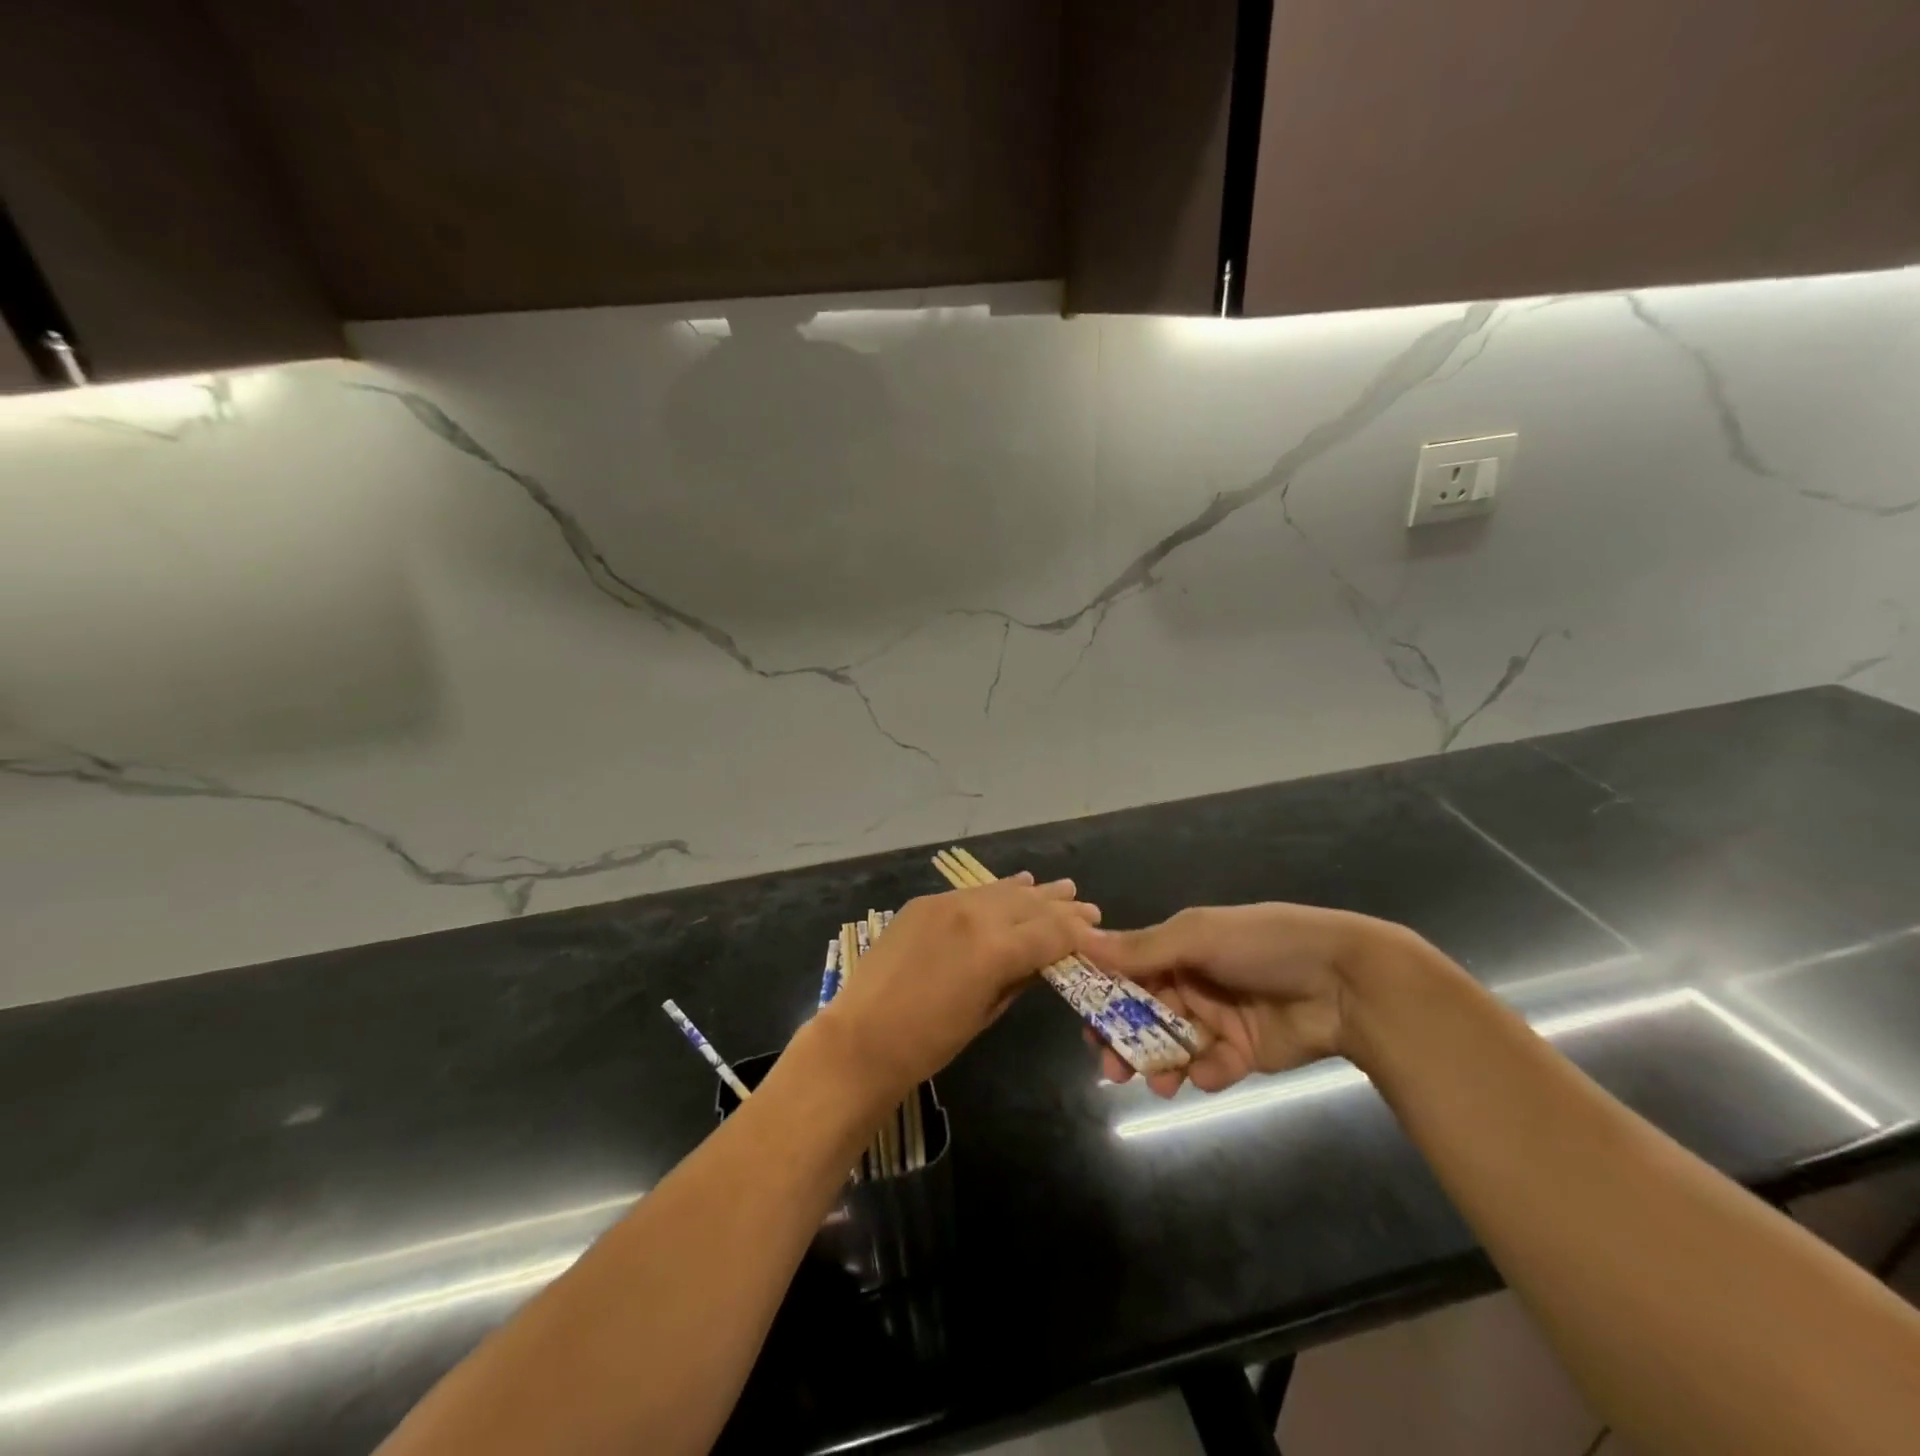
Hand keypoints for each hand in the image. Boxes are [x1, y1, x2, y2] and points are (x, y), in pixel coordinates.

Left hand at [820, 873, 1100, 1097]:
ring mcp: (947, 904)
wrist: (862, 1037)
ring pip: (1002, 891)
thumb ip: (1019, 978)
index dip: (1079, 932)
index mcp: (995, 950)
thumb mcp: (986, 1013)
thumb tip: (1044, 960)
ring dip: (1034, 892)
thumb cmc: (929, 1043)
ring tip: (1062, 888)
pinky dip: (998, 889)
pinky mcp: (925, 903)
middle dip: (1062, 907)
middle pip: (1030, 905)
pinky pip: (972, 891)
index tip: (1098, 931)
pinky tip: (1016, 884)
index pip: (1052, 932)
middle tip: (1088, 907)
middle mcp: (975, 915)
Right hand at [1082, 903, 1421, 1097]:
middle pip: (1142, 1015)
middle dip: (1123, 1040)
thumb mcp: (1199, 936)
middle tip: (1110, 1067)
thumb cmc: (1263, 945)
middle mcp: (1190, 982)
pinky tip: (1207, 1073)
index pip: (1126, 972)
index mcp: (1177, 948)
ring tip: (1156, 1083)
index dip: (1102, 995)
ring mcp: (1215, 1019)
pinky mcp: (1241, 1053)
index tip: (1082, 1019)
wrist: (1344, 982)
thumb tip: (1082, 941)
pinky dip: (1203, 1072)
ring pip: (1170, 1046)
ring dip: (1157, 1064)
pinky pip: (1209, 1067)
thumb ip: (1143, 948)